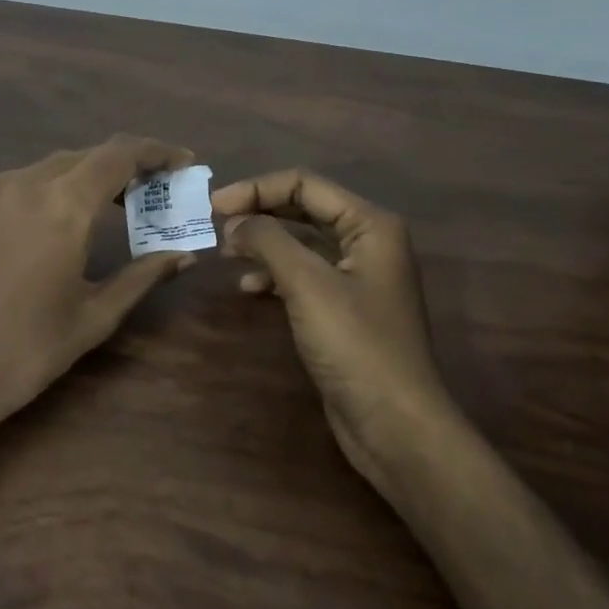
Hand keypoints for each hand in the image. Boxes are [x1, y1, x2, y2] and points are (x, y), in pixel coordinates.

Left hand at [0, 136, 198, 432]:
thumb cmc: (28, 350)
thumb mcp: (95, 315)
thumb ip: (143, 275)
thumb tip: (184, 255)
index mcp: (61, 204)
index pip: (118, 155)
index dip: (156, 151)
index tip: (183, 161)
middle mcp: (23, 183)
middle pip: (85, 156)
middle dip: (124, 165)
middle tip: (153, 189)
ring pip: (50, 168)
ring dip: (86, 177)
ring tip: (112, 205)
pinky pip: (18, 188)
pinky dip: (50, 193)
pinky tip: (57, 227)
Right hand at [213, 170, 450, 495]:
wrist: (394, 424)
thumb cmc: (355, 345)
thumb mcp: (307, 283)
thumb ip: (268, 241)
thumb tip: (234, 221)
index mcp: (370, 224)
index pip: (305, 184)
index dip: (257, 189)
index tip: (214, 207)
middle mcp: (367, 242)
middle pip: (303, 209)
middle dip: (259, 214)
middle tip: (216, 226)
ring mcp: (357, 276)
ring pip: (301, 243)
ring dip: (263, 244)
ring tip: (227, 256)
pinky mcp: (344, 308)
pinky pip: (303, 275)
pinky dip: (274, 275)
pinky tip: (249, 289)